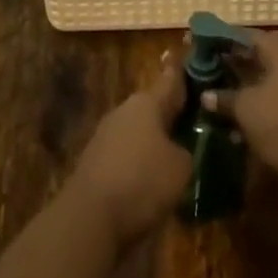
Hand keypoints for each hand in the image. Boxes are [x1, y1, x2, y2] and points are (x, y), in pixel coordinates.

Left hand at [67, 52, 192, 245]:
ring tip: (171, 158)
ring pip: (137, 132)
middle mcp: (124, 111)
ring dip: (151, 141)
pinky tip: (147, 182)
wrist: (89, 218)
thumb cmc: (142, 182)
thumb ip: (185, 152)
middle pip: (152, 107)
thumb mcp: (180, 168)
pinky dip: (136, 163)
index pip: (170, 80)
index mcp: (147, 102)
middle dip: (168, 115)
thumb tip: (178, 150)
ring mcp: (104, 135)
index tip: (185, 58)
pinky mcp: (93, 162)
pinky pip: (123, 155)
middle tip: (188, 123)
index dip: (180, 72)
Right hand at [203, 30, 277, 180]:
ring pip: (270, 77)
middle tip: (210, 71)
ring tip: (222, 96)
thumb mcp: (245, 109)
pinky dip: (263, 102)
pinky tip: (245, 120)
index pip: (244, 35)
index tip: (200, 46)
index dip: (220, 41)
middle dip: (234, 64)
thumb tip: (206, 95)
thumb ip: (223, 97)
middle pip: (259, 55)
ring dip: (248, 86)